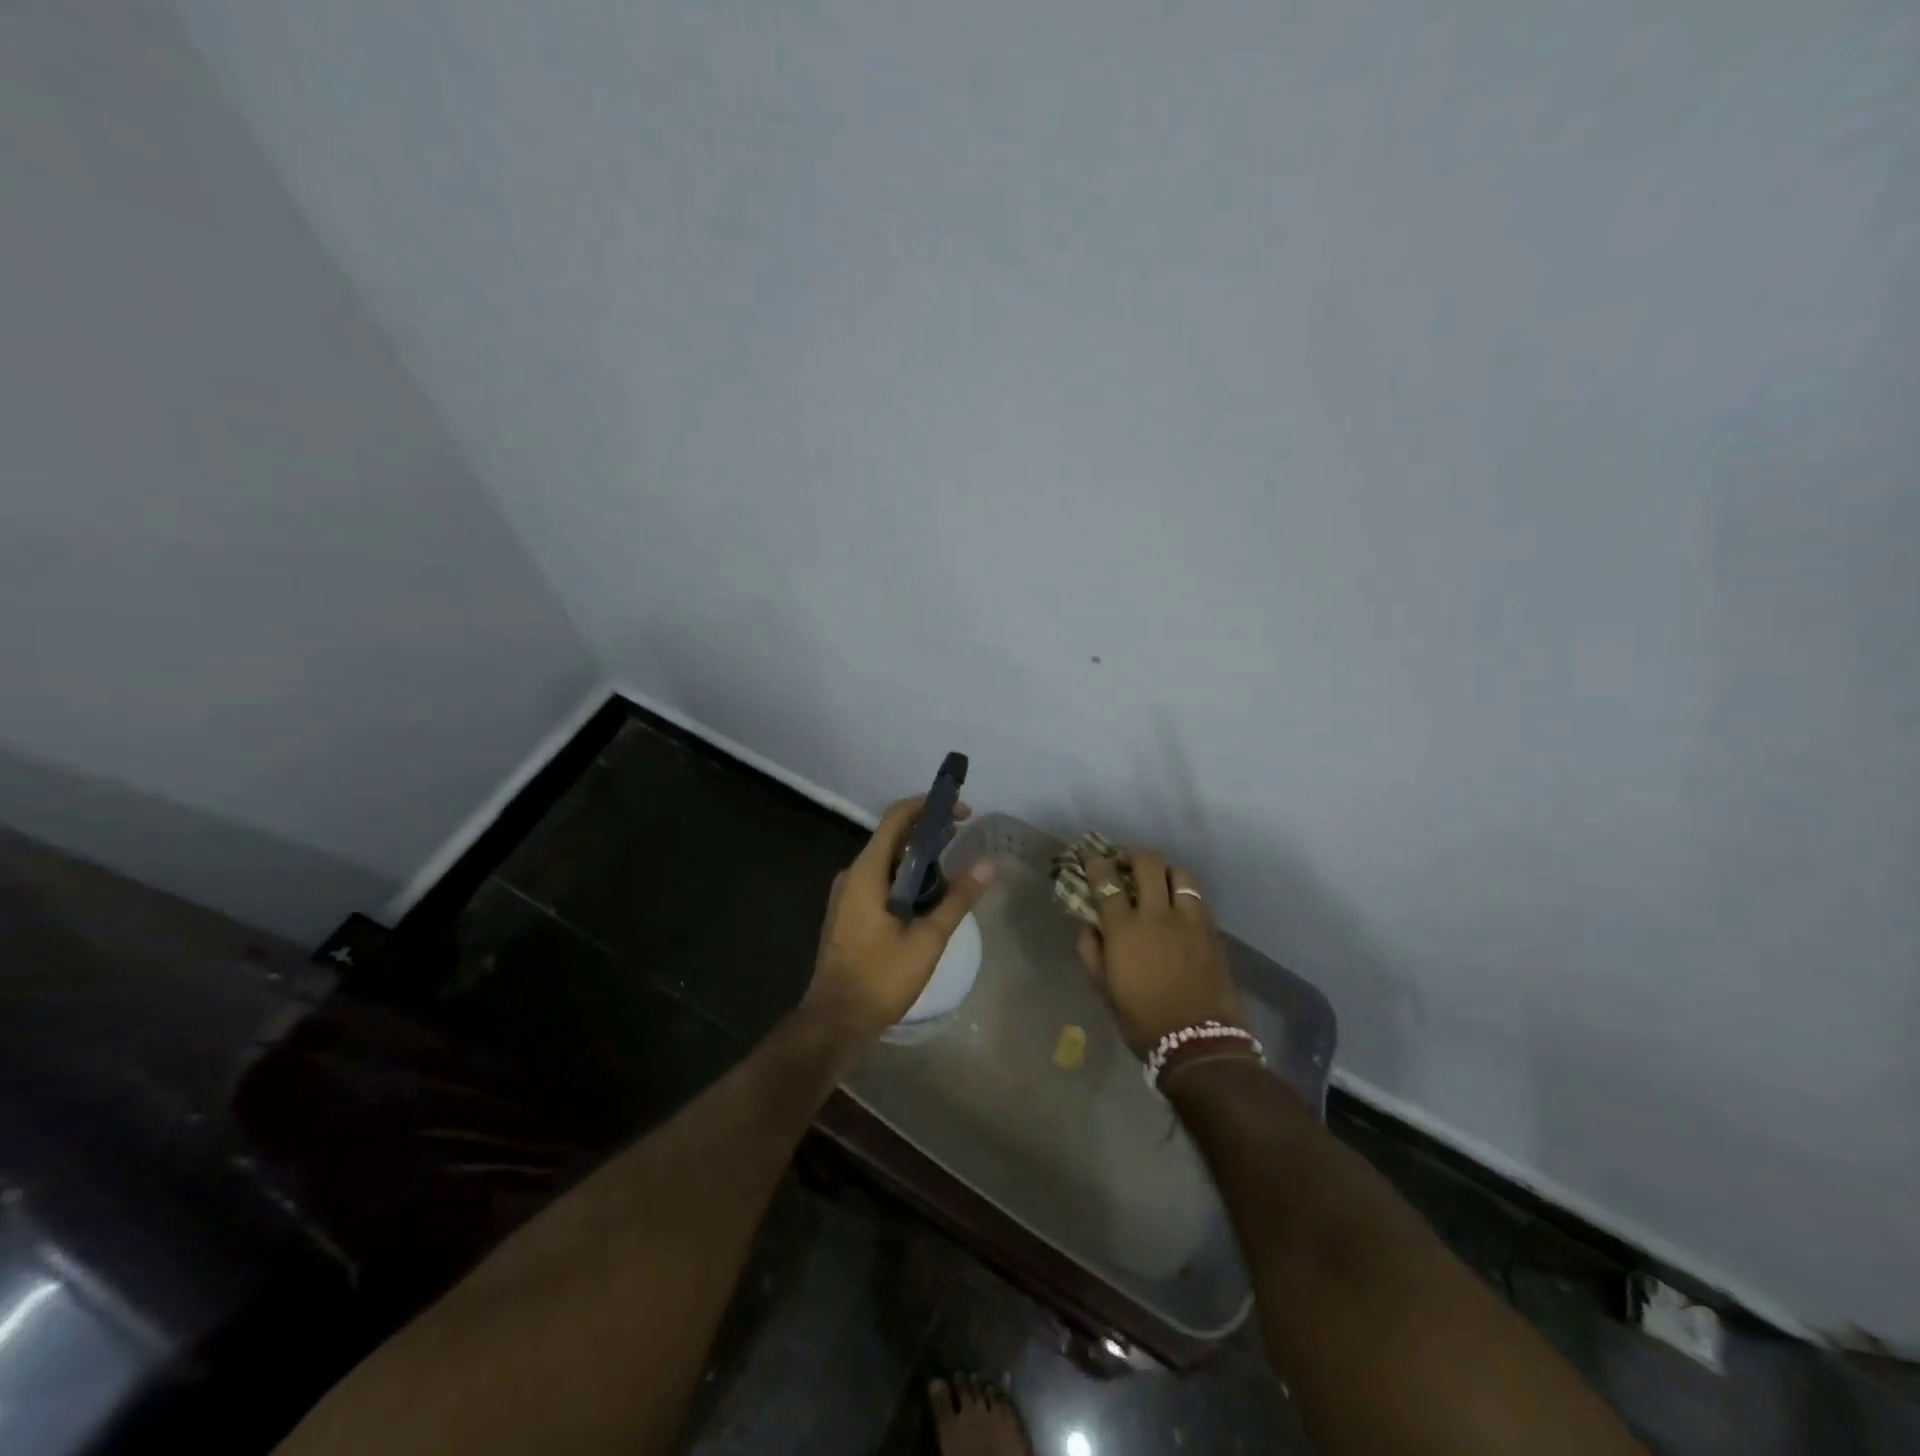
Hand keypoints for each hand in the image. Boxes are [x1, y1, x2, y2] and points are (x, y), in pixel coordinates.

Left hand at [801, 795, 994, 1048]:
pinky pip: (879, 881)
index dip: (928, 806)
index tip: (960, 811)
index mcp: (867, 872)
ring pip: (887, 862)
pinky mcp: (848, 913)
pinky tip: (928, 899)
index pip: (896, 818)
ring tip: (952, 871)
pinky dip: (905, 879)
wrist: (835, 1021)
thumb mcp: (927, 939)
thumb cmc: (880, 977)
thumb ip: (957, 899)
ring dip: (918, 859)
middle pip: (892, 838)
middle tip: (963, 839)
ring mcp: (847, 895)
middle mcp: (852, 875)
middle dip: (928, 832)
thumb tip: (988, 866)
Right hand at [1074, 848, 1242, 1055]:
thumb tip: (1088, 925)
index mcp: (1125, 929)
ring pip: (1180, 873)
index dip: (1096, 861)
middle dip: (1133, 854)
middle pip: (1147, 863)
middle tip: (1125, 861)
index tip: (1090, 854)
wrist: (1198, 1043)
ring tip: (1158, 879)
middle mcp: (1157, 914)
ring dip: (1165, 870)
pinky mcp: (1212, 931)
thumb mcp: (1105, 989)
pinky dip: (1185, 892)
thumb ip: (1091, 952)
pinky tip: (1180, 905)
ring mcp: (1189, 920)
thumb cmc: (1142, 1019)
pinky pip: (1198, 897)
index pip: (1106, 880)